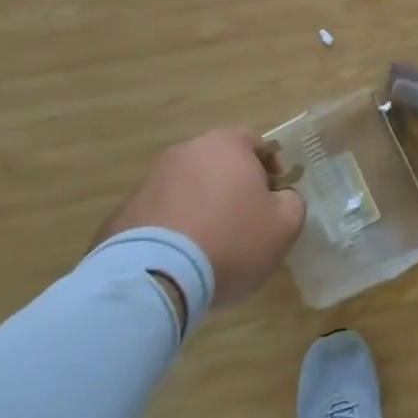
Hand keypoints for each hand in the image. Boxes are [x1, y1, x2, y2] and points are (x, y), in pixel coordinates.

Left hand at [95, 128, 306, 306]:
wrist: (156, 276)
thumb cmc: (231, 239)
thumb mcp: (285, 224)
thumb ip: (292, 202)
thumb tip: (280, 198)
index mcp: (225, 145)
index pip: (254, 141)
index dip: (269, 166)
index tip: (274, 194)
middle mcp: (185, 152)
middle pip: (218, 162)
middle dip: (233, 185)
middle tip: (245, 219)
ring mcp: (150, 180)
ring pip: (188, 187)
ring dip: (202, 206)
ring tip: (211, 244)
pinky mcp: (125, 212)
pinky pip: (161, 214)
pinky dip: (174, 228)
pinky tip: (181, 258)